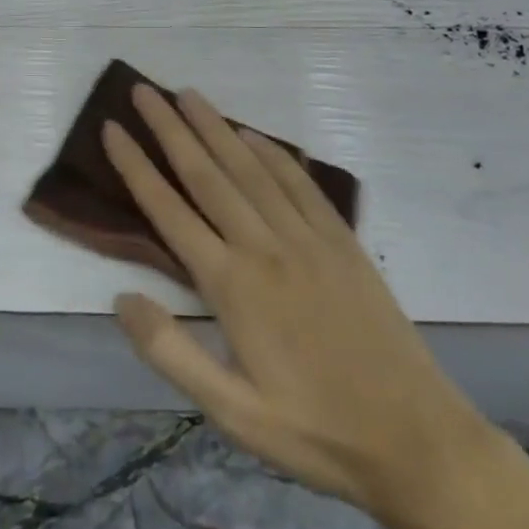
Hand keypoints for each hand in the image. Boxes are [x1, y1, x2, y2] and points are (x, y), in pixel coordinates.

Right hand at [102, 85, 494, 525]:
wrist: (417, 440)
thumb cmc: (315, 431)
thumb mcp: (233, 414)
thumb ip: (171, 353)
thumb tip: (120, 298)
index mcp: (232, 285)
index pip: (168, 210)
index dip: (135, 166)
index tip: (112, 128)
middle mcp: (264, 246)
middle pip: (206, 174)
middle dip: (170, 128)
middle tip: (142, 89)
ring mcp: (307, 238)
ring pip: (250, 168)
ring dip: (216, 127)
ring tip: (187, 95)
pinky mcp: (341, 240)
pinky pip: (299, 182)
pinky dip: (272, 152)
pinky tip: (253, 134)